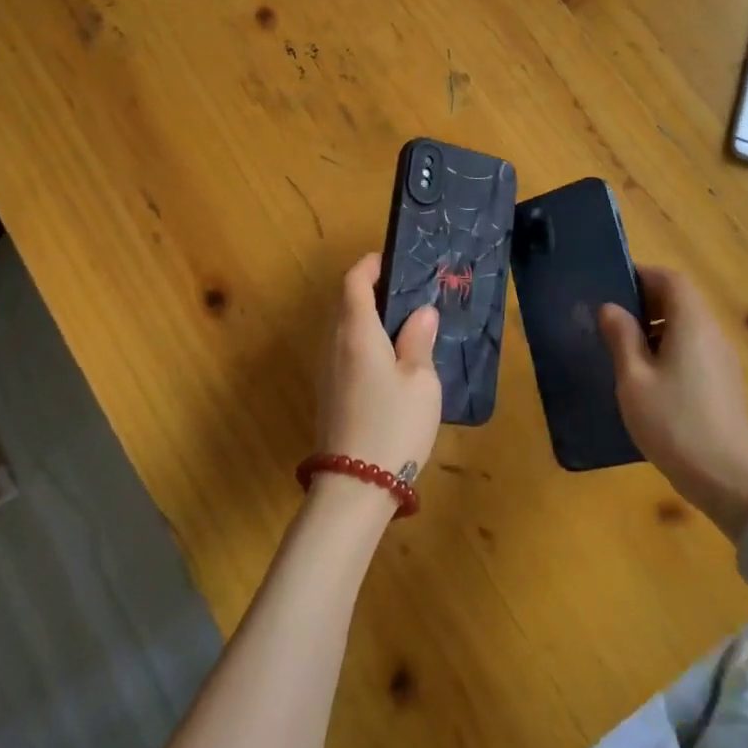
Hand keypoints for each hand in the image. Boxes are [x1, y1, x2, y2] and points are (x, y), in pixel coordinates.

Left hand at [315, 254, 442, 492]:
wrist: (355, 486)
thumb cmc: (394, 424)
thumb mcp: (420, 380)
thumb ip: (419, 340)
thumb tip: (421, 312)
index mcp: (356, 331)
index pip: (354, 281)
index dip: (370, 265)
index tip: (392, 261)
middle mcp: (334, 343)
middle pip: (344, 302)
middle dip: (370, 289)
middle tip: (406, 292)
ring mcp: (327, 370)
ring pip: (342, 328)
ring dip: (365, 316)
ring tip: (402, 323)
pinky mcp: (328, 393)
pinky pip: (343, 350)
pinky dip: (362, 340)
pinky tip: (388, 358)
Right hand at [599, 266, 747, 541]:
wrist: (730, 481)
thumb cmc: (675, 423)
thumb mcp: (634, 380)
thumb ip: (622, 338)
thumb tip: (611, 308)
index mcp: (691, 324)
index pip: (671, 279)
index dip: (643, 276)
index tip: (614, 286)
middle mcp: (712, 333)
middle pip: (682, 300)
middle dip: (647, 302)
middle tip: (613, 319)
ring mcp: (723, 359)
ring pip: (688, 326)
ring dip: (657, 327)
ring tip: (625, 348)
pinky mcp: (725, 383)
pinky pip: (695, 349)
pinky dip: (670, 348)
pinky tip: (649, 378)